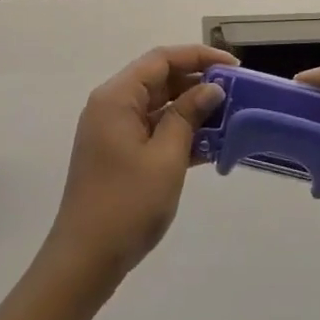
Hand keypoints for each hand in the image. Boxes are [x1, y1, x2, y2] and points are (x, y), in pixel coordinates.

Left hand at [43, 44, 233, 288]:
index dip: (199, 57)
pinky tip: (210, 145)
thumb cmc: (126, 204)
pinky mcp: (118, 154)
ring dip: (191, 110)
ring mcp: (114, 131)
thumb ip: (189, 116)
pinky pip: (153, 130)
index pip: (162, 59)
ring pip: (158, 105)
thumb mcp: (166, 157)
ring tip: (229, 118)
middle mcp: (112, 106)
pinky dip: (179, 132)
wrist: (85, 262)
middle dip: (198, 83)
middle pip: (159, 79)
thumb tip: (211, 88)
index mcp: (117, 97)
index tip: (233, 68)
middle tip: (235, 93)